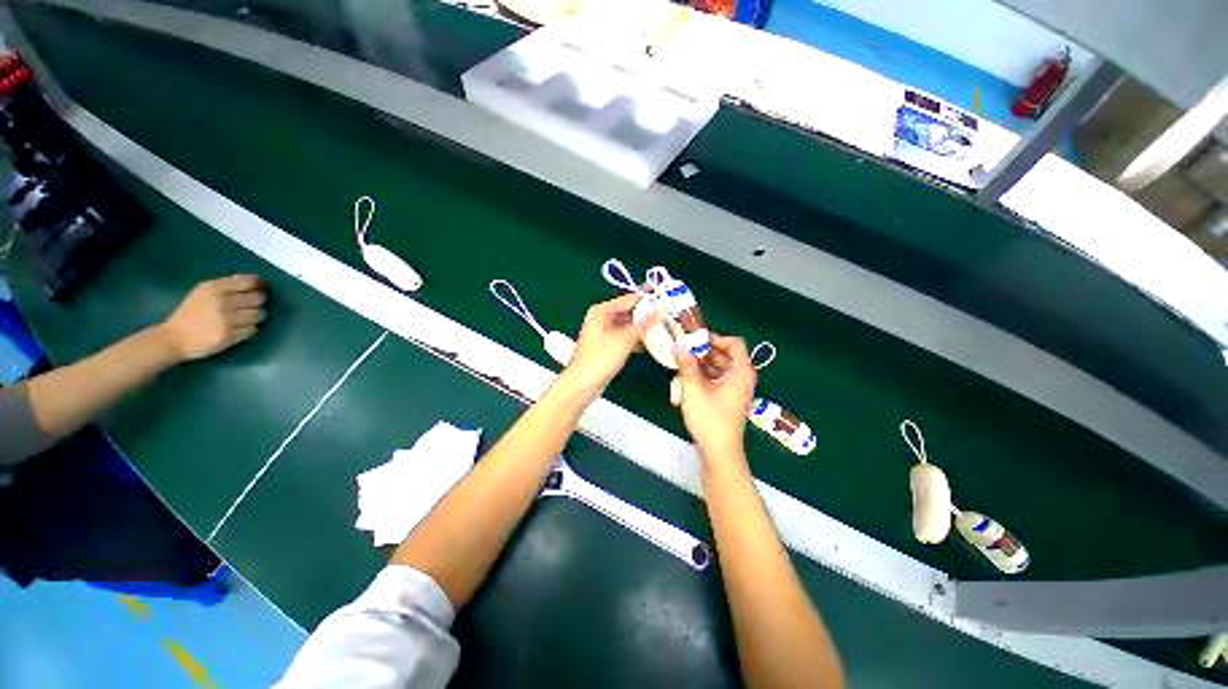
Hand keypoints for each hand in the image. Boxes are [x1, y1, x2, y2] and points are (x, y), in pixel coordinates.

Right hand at [158, 275, 266, 361]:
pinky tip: (239, 329)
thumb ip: (227, 284)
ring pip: (259, 314)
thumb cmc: (190, 314)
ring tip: (244, 319)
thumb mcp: (203, 292)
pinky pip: (253, 329)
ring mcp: (226, 319)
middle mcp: (221, 302)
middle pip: (258, 299)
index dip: (258, 286)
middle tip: (250, 307)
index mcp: (213, 288)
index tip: (258, 289)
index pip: (248, 283)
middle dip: (258, 303)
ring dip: (256, 317)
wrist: (173, 338)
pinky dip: (250, 329)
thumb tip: (256, 279)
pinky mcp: (230, 335)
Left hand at [563, 293, 658, 391]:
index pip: (629, 299)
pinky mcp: (609, 345)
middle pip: (629, 311)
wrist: (583, 384)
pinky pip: (627, 336)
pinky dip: (638, 337)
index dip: (646, 298)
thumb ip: (642, 325)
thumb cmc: (597, 360)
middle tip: (666, 312)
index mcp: (601, 311)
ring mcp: (606, 332)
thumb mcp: (623, 340)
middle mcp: (603, 319)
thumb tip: (657, 313)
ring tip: (662, 325)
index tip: (663, 298)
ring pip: (629, 324)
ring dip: (644, 326)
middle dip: (647, 312)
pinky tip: (651, 341)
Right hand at [674, 334, 756, 463]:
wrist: (719, 452)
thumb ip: (686, 364)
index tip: (695, 340)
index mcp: (741, 372)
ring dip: (700, 364)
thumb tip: (678, 345)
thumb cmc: (709, 419)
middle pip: (725, 355)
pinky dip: (703, 376)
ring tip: (680, 363)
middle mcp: (741, 378)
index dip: (715, 338)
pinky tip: (685, 378)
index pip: (734, 343)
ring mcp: (735, 389)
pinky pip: (716, 379)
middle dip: (703, 351)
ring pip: (718, 367)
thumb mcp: (694, 388)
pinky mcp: (727, 399)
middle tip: (682, 349)